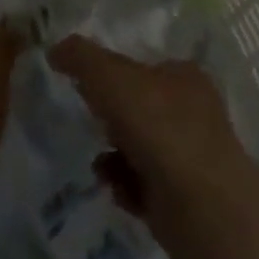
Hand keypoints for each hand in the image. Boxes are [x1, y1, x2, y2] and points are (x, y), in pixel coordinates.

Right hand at [49, 36, 256, 225]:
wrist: (202, 209)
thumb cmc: (158, 127)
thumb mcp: (110, 78)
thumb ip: (81, 58)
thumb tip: (55, 49)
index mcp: (184, 76)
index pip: (144, 68)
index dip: (115, 77)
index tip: (90, 90)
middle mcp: (194, 113)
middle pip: (141, 109)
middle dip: (113, 121)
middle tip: (95, 126)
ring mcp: (194, 158)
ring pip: (141, 149)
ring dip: (115, 156)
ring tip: (103, 167)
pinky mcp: (188, 201)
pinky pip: (146, 187)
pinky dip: (128, 187)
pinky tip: (119, 191)